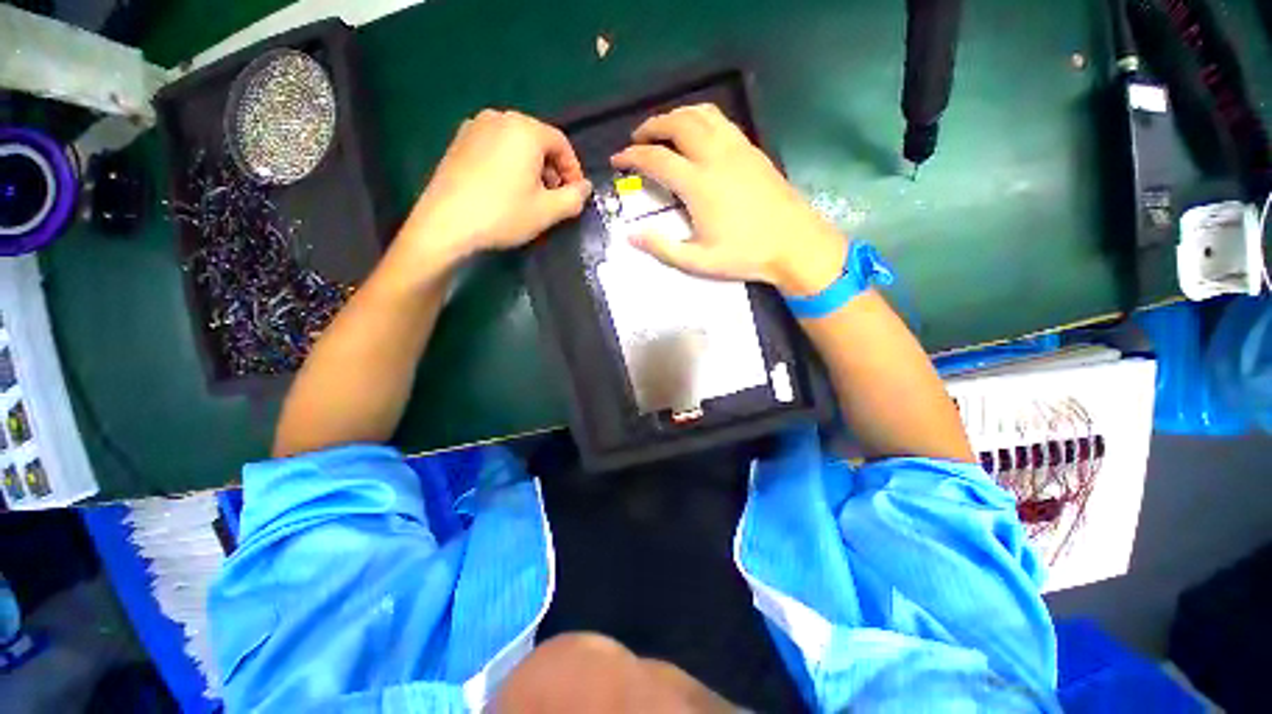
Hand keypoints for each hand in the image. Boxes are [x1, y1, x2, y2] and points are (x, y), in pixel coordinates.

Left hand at [395, 110, 591, 269]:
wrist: (446, 224)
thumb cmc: (503, 214)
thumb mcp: (548, 211)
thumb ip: (574, 197)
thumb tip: (585, 188)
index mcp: (525, 129)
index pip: (561, 143)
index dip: (573, 170)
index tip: (576, 194)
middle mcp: (499, 118)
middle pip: (538, 140)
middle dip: (552, 169)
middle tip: (555, 198)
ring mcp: (474, 127)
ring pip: (516, 144)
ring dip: (531, 167)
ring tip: (531, 196)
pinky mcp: (458, 142)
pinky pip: (495, 147)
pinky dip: (509, 164)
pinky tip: (506, 190)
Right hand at [610, 104, 846, 295]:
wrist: (795, 243)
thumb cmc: (745, 255)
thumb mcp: (698, 261)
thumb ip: (662, 248)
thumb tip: (630, 236)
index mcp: (699, 184)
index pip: (656, 159)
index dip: (632, 156)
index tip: (617, 160)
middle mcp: (715, 156)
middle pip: (677, 124)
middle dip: (651, 126)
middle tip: (637, 139)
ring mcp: (737, 148)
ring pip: (700, 114)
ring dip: (675, 115)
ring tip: (663, 129)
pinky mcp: (752, 149)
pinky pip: (720, 120)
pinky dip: (700, 117)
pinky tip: (697, 133)